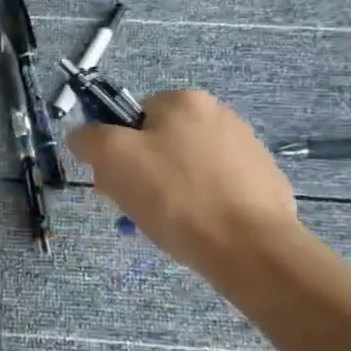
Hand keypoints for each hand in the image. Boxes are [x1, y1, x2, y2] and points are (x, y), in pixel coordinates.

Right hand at [69, 90, 302, 279]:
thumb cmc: (176, 196)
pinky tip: (198, 231)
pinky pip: (218, 191)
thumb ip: (89, 138)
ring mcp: (250, 151)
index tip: (114, 183)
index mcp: (185, 100)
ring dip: (170, 193)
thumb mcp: (112, 158)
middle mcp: (221, 115)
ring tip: (167, 226)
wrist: (251, 250)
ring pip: (188, 169)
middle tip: (136, 208)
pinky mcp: (266, 185)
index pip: (132, 118)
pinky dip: (202, 207)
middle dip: (142, 175)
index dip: (116, 151)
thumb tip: (84, 137)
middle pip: (160, 144)